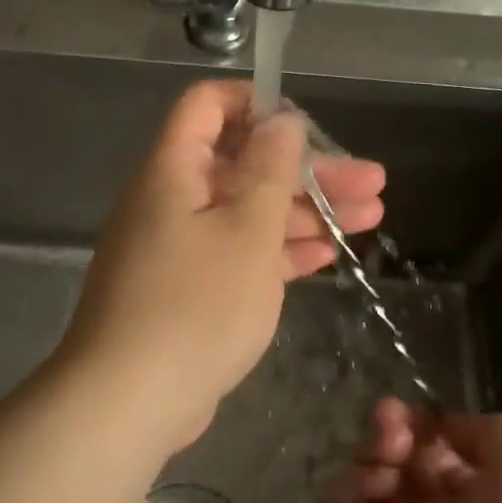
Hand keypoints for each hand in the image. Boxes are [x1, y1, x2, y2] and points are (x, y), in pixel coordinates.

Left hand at [57, 80, 384, 448]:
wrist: (129, 400)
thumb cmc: (195, 304)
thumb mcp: (246, 230)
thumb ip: (269, 170)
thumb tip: (280, 120)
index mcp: (173, 170)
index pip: (207, 106)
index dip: (256, 102)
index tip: (308, 123)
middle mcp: (171, 199)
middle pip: (243, 164)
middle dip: (308, 170)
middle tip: (372, 182)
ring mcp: (179, 247)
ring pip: (247, 213)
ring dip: (306, 213)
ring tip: (371, 217)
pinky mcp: (188, 289)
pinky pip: (238, 254)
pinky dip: (279, 251)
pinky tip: (328, 256)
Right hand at [336, 399, 501, 502]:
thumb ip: (486, 430)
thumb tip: (440, 424)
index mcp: (474, 492)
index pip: (433, 441)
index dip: (423, 421)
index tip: (419, 415)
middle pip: (395, 450)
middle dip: (392, 426)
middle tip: (394, 425)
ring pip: (365, 470)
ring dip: (371, 448)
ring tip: (389, 453)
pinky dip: (350, 483)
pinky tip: (377, 486)